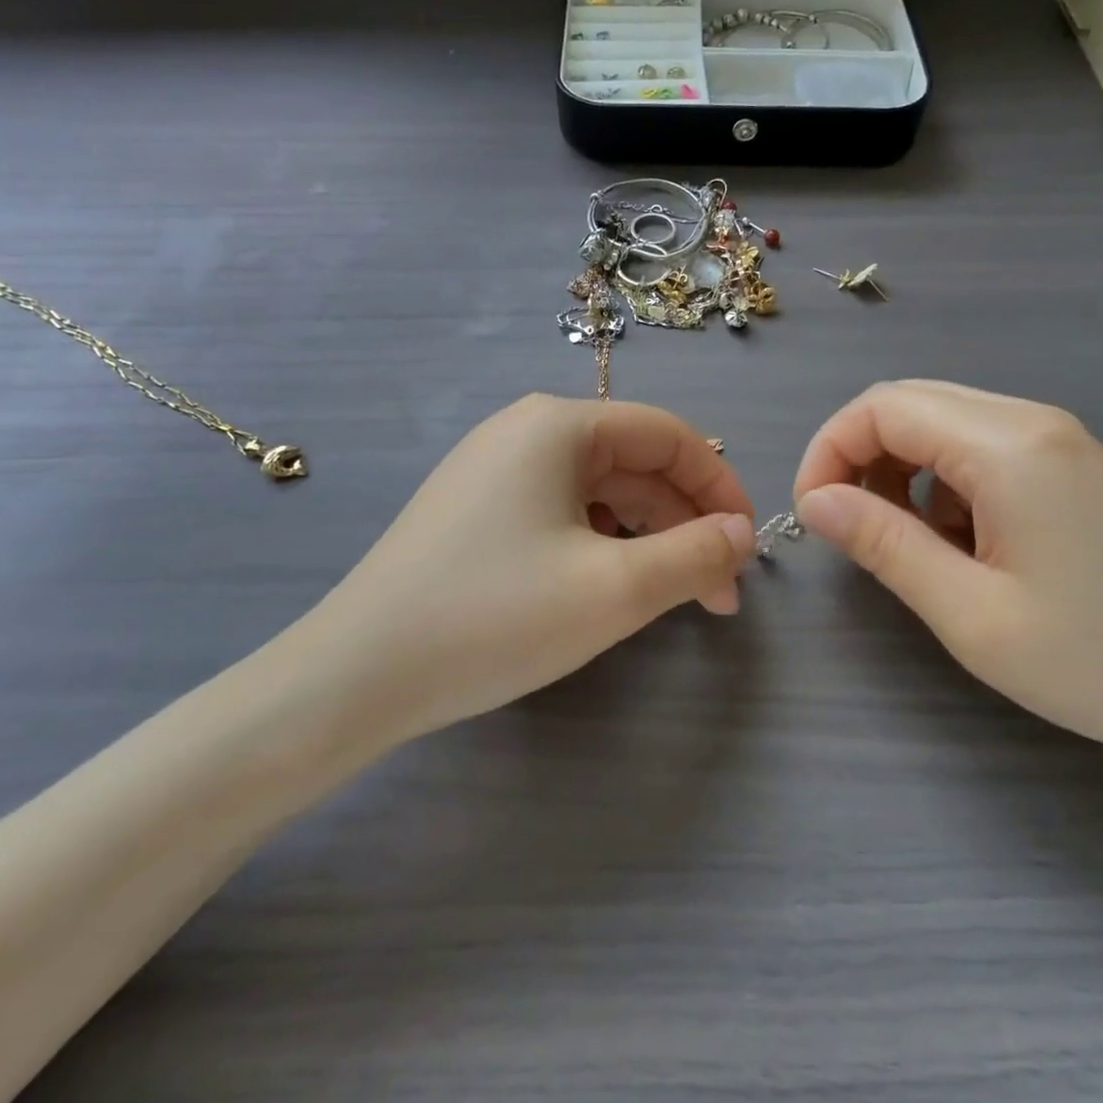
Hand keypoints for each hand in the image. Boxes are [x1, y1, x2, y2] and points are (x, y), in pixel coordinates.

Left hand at [299, 395, 757, 743]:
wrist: (356, 676)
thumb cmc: (494, 618)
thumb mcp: (615, 590)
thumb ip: (695, 555)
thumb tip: (741, 533)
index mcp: (558, 425)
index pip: (668, 435)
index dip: (719, 488)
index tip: (746, 551)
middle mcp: (524, 431)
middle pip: (633, 463)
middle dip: (684, 523)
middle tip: (715, 596)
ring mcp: (492, 470)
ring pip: (598, 492)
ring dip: (646, 538)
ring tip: (669, 598)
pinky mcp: (474, 511)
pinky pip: (559, 513)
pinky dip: (600, 545)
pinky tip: (607, 588)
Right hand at [793, 381, 1102, 790]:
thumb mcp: (972, 614)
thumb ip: (884, 545)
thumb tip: (816, 501)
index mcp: (1007, 446)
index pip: (881, 407)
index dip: (829, 451)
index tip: (813, 516)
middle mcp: (1032, 421)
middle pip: (908, 403)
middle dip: (857, 456)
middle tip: (847, 528)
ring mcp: (1059, 440)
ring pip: (941, 423)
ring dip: (898, 470)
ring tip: (904, 542)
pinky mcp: (1072, 466)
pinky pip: (979, 447)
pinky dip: (941, 481)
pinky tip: (960, 542)